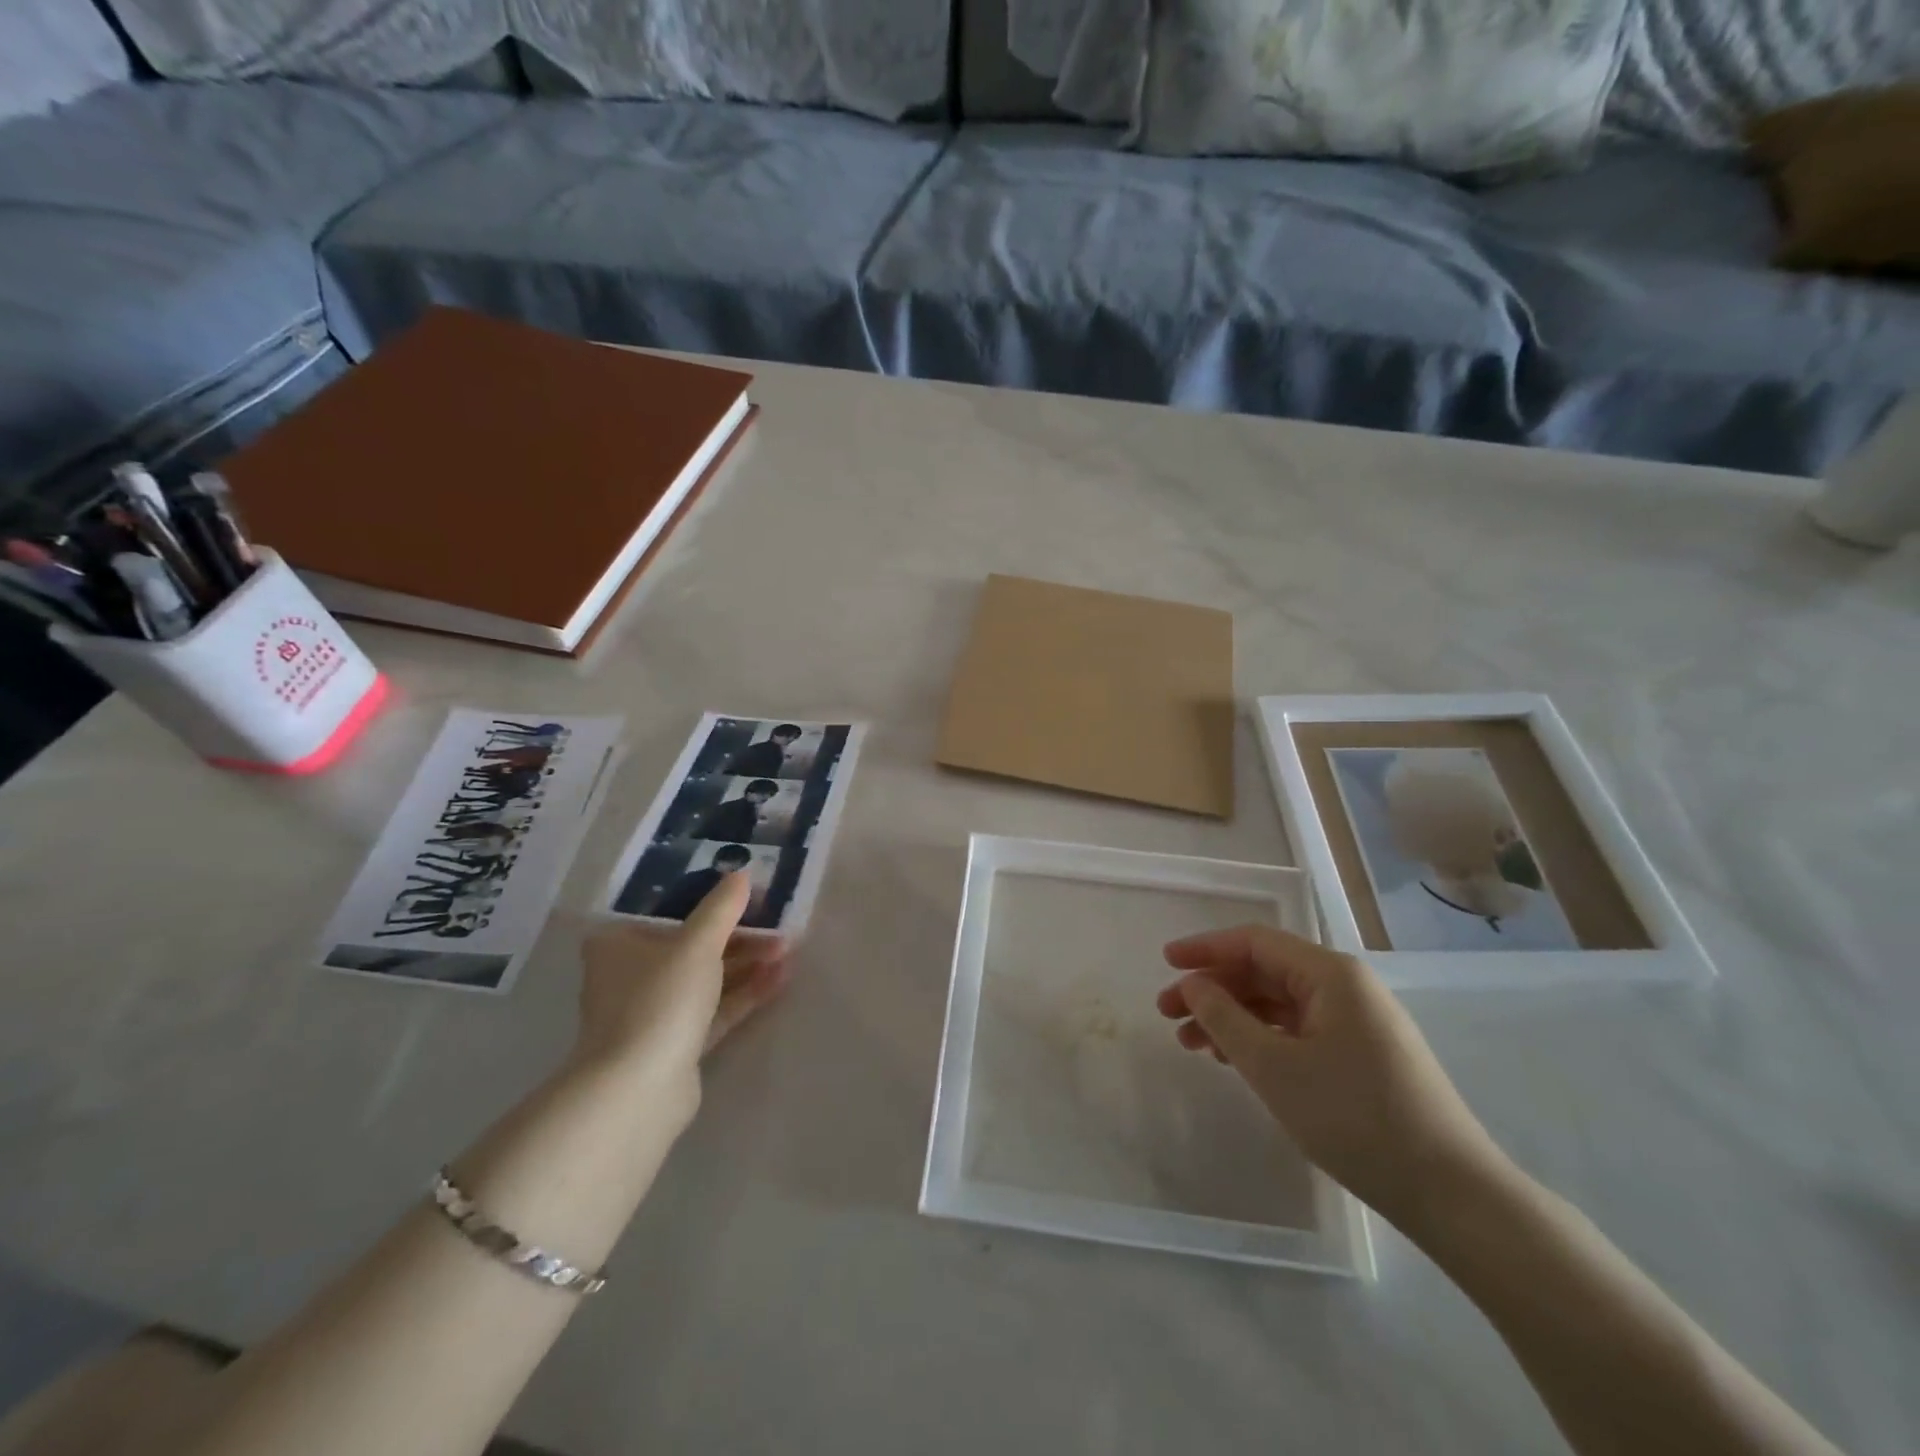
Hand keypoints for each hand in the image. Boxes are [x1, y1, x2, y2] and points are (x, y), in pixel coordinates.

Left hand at [575, 874, 787, 1090]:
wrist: (638, 1090)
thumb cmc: (659, 999)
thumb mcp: (696, 944)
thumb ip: (722, 908)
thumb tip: (742, 873)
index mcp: (618, 942)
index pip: (670, 911)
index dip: (711, 900)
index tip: (749, 894)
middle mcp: (630, 974)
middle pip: (692, 944)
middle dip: (738, 935)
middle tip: (778, 925)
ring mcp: (654, 1011)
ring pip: (707, 977)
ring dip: (747, 963)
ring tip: (789, 950)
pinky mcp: (676, 1042)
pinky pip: (715, 1008)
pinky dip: (744, 992)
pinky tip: (781, 978)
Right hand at [1156, 924, 1505, 1229]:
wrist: (1452, 1194)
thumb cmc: (1355, 1118)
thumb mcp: (1275, 1068)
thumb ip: (1224, 1018)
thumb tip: (1193, 984)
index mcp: (1330, 974)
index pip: (1255, 942)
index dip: (1204, 948)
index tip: (1165, 962)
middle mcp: (1346, 987)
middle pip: (1265, 972)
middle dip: (1213, 989)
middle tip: (1169, 1014)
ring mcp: (1358, 1022)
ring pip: (1279, 1004)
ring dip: (1233, 1018)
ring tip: (1192, 1045)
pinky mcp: (1364, 1054)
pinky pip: (1299, 1030)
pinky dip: (1262, 1039)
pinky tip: (1236, 1060)